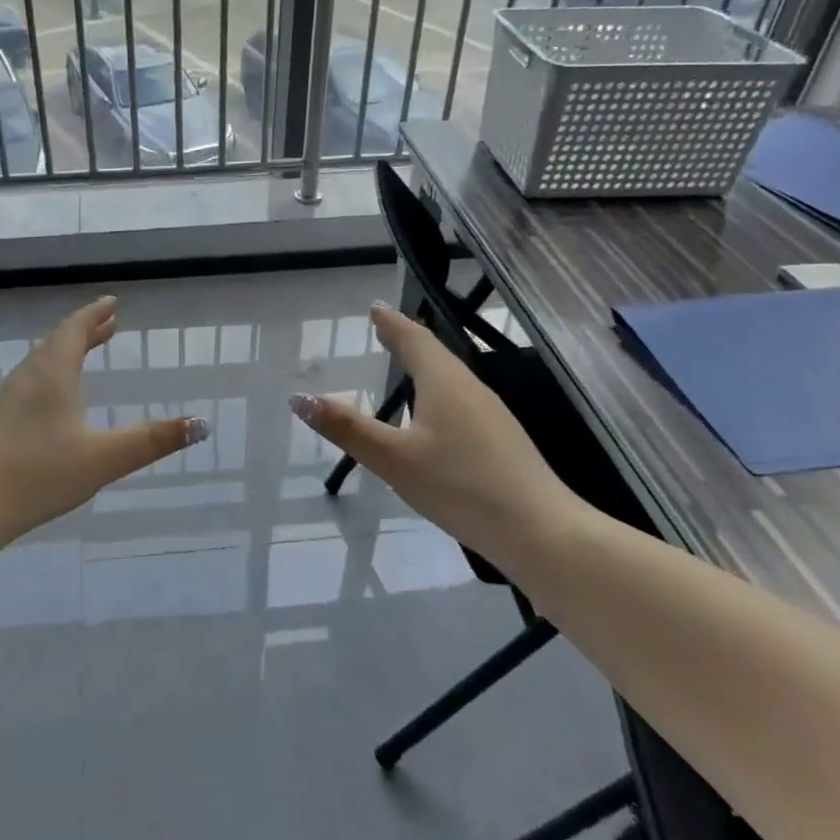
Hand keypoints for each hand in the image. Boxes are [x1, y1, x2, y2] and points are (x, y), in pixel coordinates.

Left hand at [0, 296, 207, 541]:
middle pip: (58, 342)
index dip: (95, 315)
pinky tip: (54, 400)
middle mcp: (29, 377)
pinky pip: (32, 382)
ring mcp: (8, 400)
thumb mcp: (104, 458)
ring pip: (42, 363)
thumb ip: (152, 441)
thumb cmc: (39, 473)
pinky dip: (52, 374)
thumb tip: (200, 423)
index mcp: (53, 374)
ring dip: (67, 351)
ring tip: (85, 352)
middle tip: (108, 323)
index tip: (112, 303)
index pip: (75, 330)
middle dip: (85, 331)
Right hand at [288, 303, 576, 554]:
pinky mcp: (502, 440)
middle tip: (385, 330)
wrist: (539, 531)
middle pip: (436, 354)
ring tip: (406, 366)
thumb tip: (300, 397)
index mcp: (444, 383)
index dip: (392, 323)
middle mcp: (470, 389)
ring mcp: (491, 415)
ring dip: (426, 366)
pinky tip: (436, 417)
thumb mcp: (393, 459)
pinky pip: (462, 401)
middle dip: (408, 340)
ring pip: (452, 378)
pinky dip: (439, 393)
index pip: (415, 339)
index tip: (375, 308)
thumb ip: (347, 428)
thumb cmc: (460, 486)